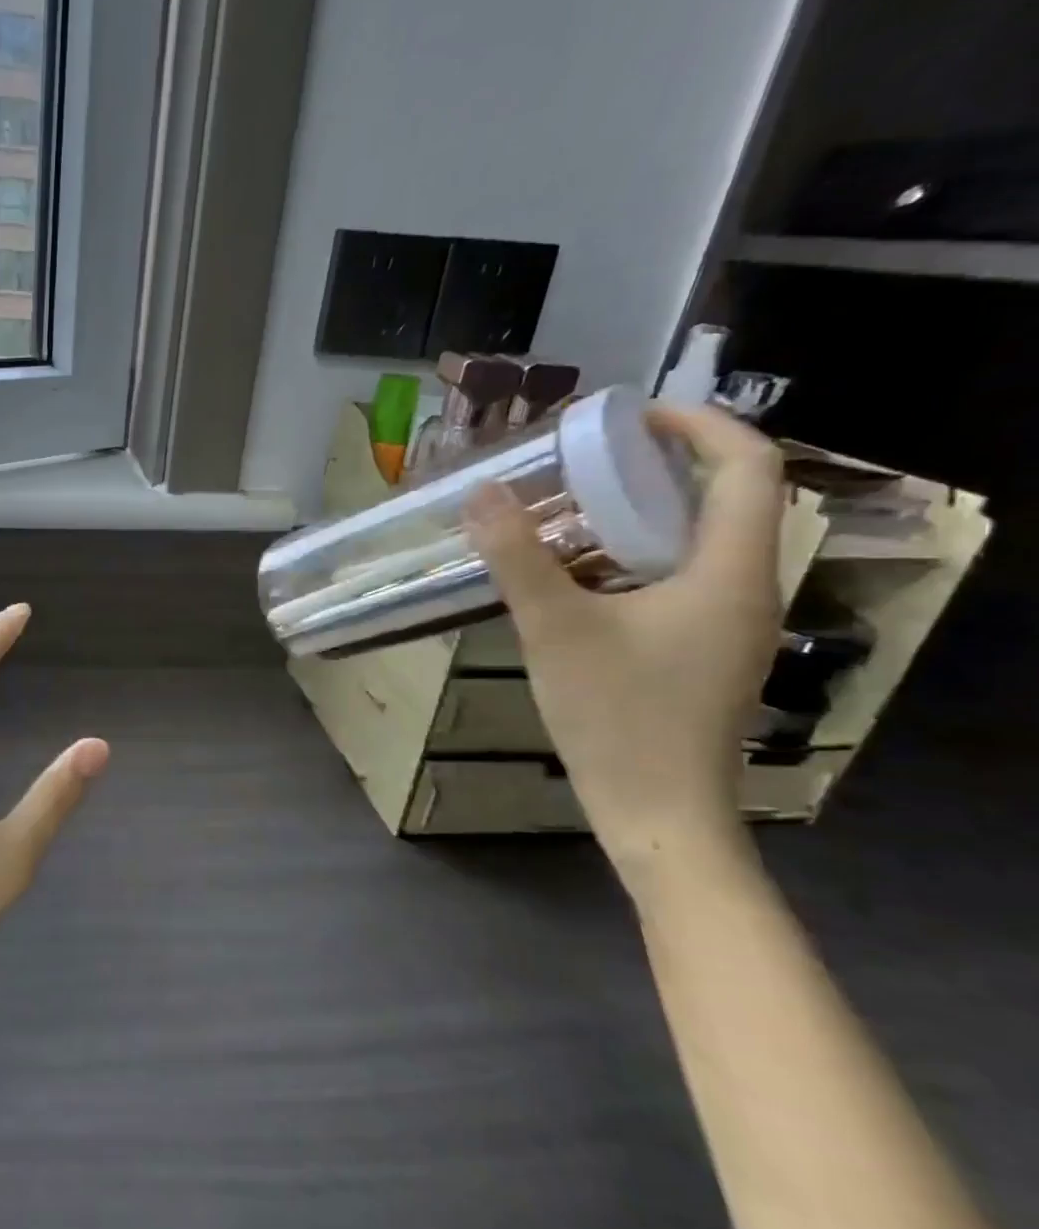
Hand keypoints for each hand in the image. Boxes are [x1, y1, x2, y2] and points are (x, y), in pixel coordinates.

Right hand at [464, 404, 785, 886]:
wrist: (657, 812)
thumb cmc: (617, 717)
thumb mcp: (555, 629)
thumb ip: (517, 557)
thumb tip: (481, 493)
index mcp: (730, 571)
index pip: (747, 467)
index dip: (699, 424)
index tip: (629, 416)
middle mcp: (744, 587)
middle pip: (724, 498)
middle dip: (658, 465)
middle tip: (584, 457)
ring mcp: (727, 623)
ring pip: (698, 540)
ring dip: (642, 512)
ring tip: (570, 506)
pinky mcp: (703, 649)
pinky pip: (678, 577)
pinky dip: (633, 555)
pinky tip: (576, 572)